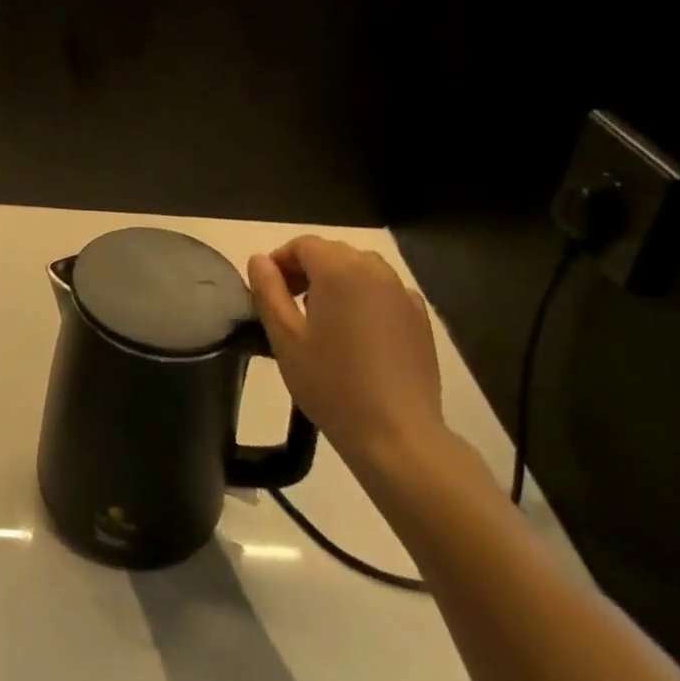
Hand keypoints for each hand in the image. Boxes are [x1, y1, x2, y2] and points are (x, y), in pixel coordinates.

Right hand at [248, 236, 449, 482]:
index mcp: (338, 270)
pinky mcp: (420, 318)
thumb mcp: (284, 337)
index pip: (303, 245)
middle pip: (332, 252)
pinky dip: (366, 296)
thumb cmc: (332, 384)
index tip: (268, 291)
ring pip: (360, 268)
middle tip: (289, 304)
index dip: (280, 261)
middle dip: (306, 268)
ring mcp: (402, 293)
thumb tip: (259, 260)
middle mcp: (374, 270)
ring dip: (337, 280)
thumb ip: (267, 291)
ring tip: (323, 317)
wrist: (398, 436)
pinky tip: (358, 330)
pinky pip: (385, 290)